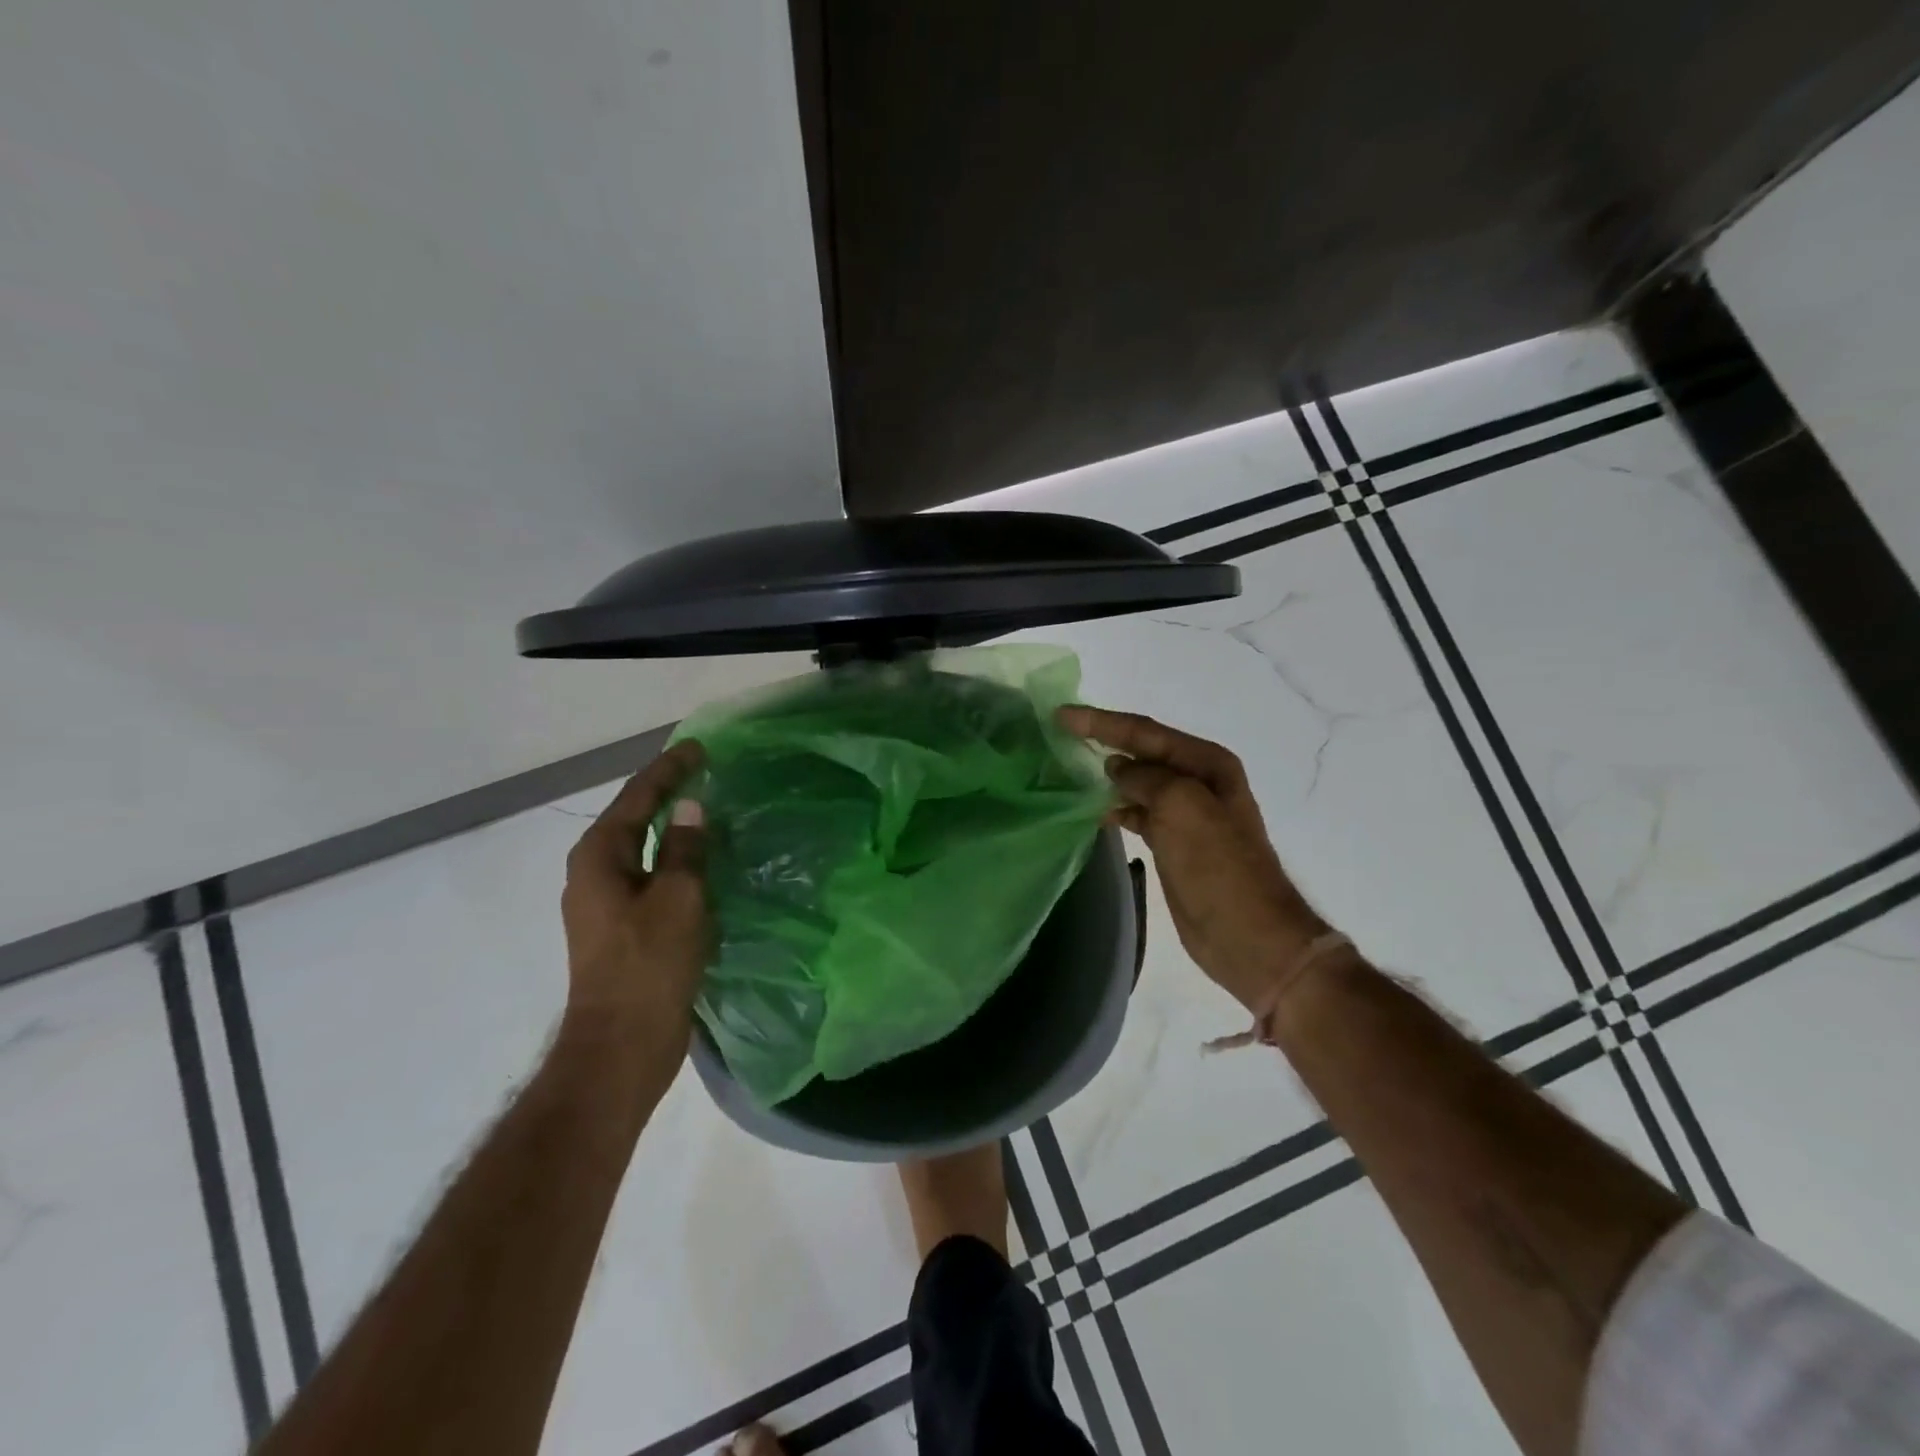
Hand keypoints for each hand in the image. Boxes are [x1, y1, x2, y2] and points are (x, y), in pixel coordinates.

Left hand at [559, 740, 710, 1072]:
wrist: (622, 1046)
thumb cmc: (649, 966)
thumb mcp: (678, 899)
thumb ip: (686, 849)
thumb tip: (692, 808)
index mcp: (600, 857)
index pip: (638, 797)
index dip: (670, 770)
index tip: (699, 748)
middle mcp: (595, 873)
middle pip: (635, 818)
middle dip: (668, 793)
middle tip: (705, 772)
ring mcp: (606, 903)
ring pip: (644, 850)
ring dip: (673, 829)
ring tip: (708, 809)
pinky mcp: (623, 928)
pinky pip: (652, 878)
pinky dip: (675, 861)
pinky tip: (702, 862)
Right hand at [1058, 706, 1332, 1009]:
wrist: (1249, 935)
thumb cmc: (1219, 867)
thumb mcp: (1182, 807)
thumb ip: (1146, 778)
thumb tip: (1117, 767)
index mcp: (1207, 763)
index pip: (1145, 731)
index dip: (1102, 722)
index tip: (1061, 716)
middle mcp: (1198, 781)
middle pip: (1141, 751)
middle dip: (1103, 740)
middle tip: (1059, 734)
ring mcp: (1186, 814)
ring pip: (1137, 782)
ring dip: (1106, 774)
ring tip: (1067, 767)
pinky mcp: (1174, 843)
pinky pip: (1137, 812)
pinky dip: (1115, 807)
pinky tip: (1092, 810)